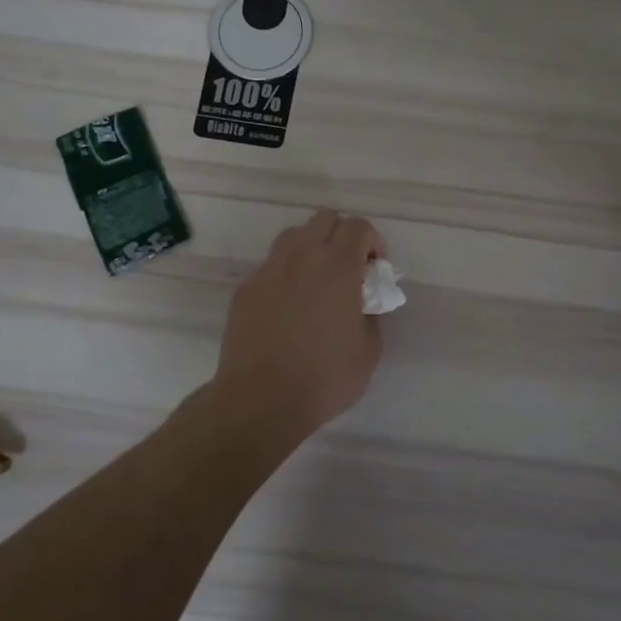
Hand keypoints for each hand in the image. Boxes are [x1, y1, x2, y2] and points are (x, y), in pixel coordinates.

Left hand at [214, 209, 385, 435]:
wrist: (260, 401)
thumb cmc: (324, 378)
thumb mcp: (369, 350)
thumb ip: (371, 314)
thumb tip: (362, 303)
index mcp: (337, 267)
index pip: (358, 227)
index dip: (372, 242)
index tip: (374, 270)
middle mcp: (301, 257)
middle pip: (324, 219)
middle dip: (342, 237)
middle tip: (348, 270)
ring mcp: (268, 270)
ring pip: (293, 236)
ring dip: (312, 248)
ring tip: (316, 282)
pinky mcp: (245, 289)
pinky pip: (271, 266)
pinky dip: (286, 274)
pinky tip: (288, 307)